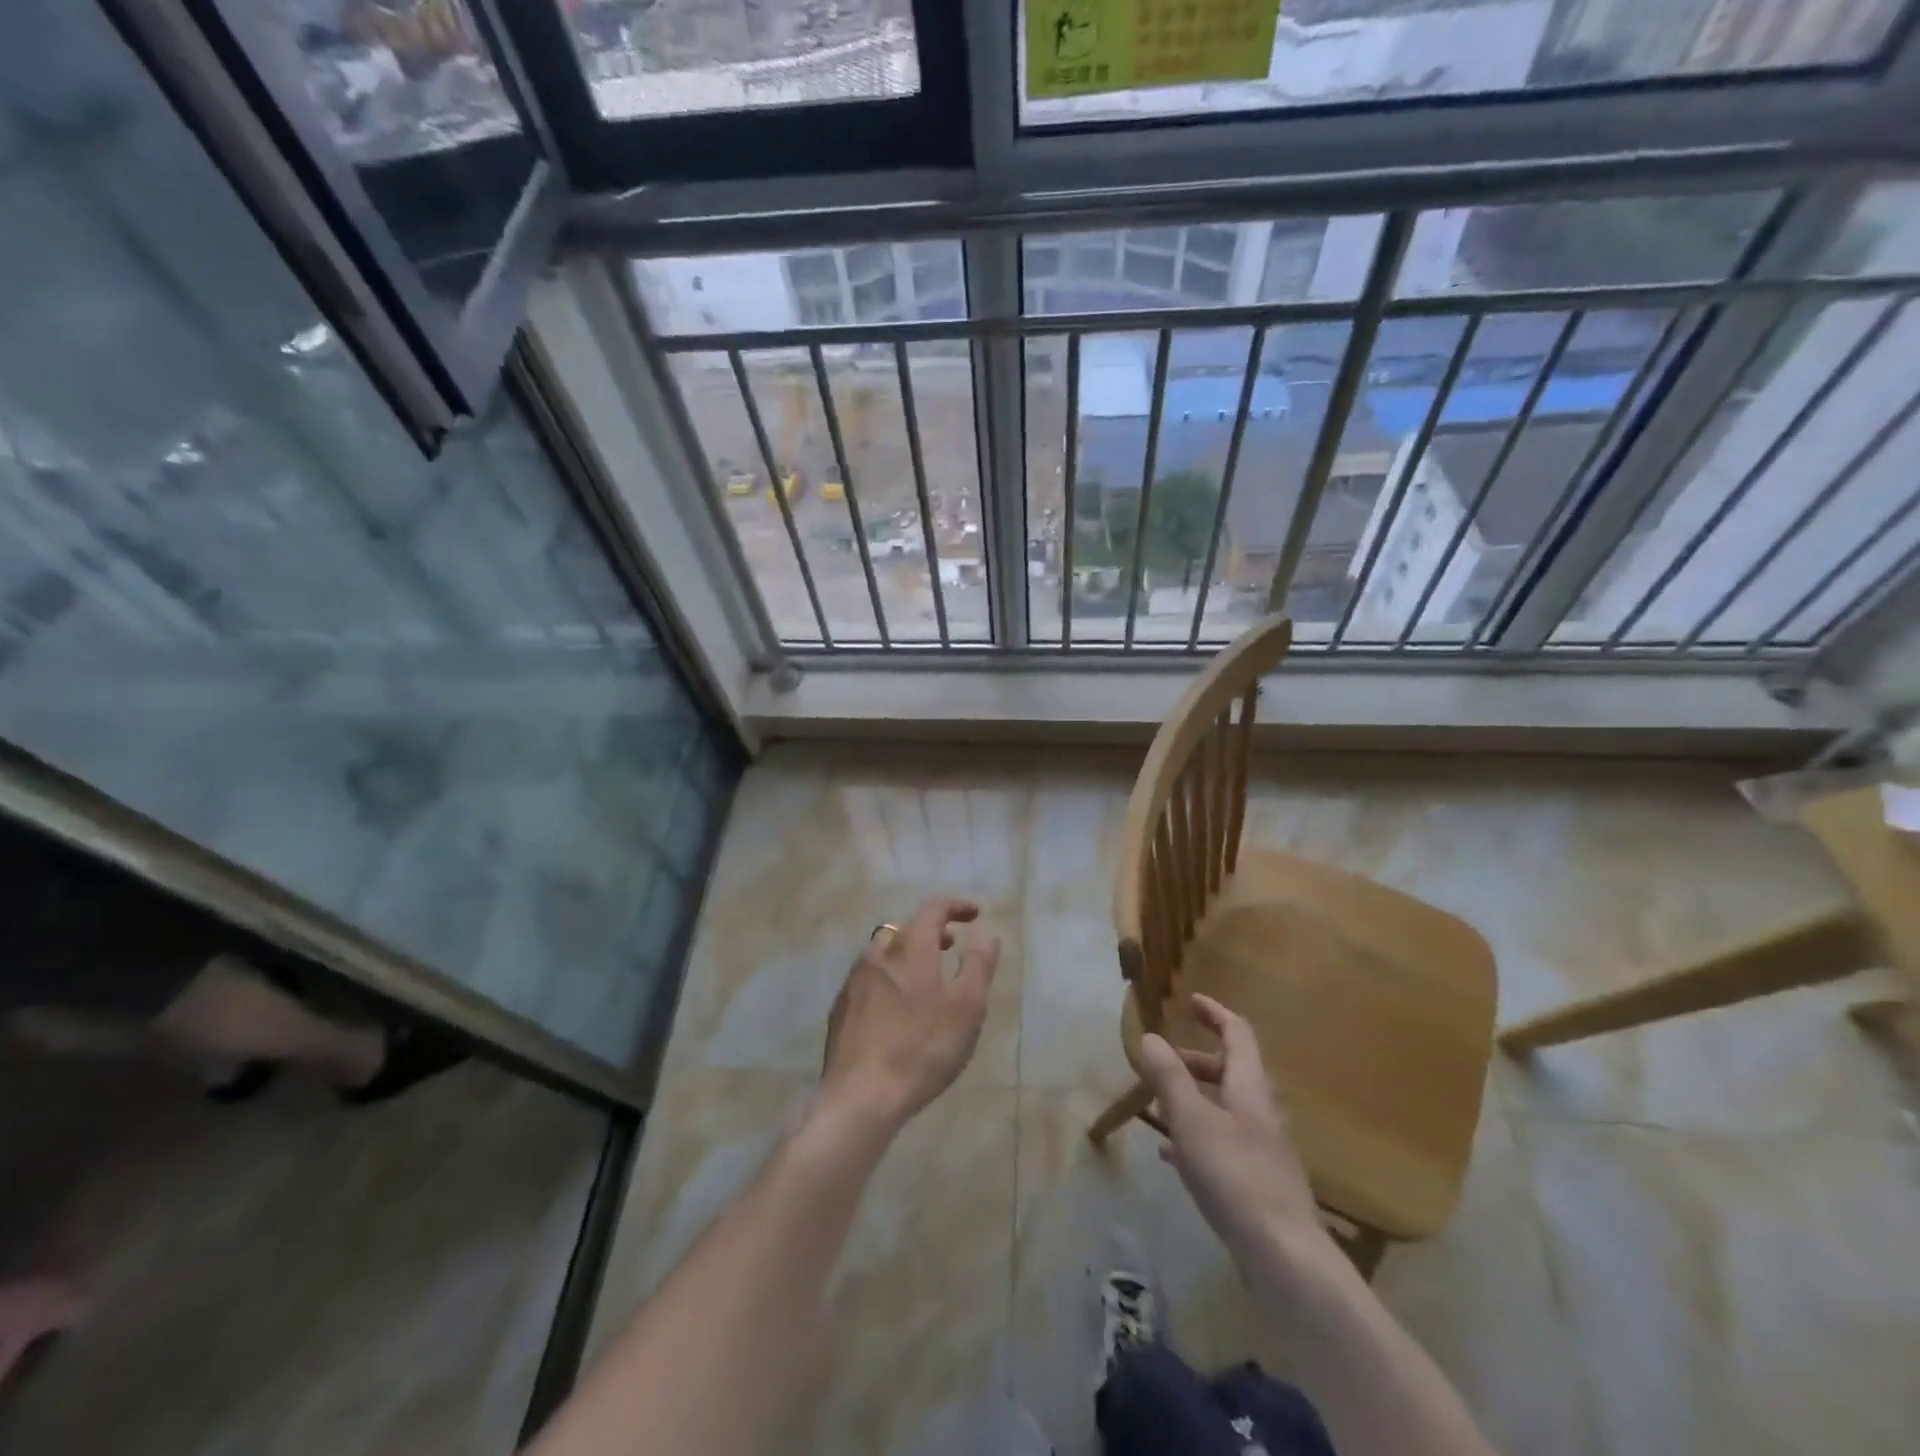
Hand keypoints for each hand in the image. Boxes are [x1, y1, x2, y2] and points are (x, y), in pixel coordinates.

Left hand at [818, 896, 1000, 1134]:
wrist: (860, 1097)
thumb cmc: (922, 1049)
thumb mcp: (967, 1008)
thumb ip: (978, 965)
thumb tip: (985, 933)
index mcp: (910, 949)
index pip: (933, 909)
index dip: (955, 906)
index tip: (975, 914)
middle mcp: (878, 955)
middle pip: (905, 928)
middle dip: (931, 931)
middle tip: (952, 946)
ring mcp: (854, 981)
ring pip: (883, 951)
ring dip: (907, 953)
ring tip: (926, 977)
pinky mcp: (841, 1008)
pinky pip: (869, 977)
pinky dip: (888, 976)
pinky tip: (896, 1006)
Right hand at [1137, 994, 1333, 1269]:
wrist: (1283, 1256)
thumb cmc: (1234, 1175)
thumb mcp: (1192, 1119)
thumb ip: (1169, 1077)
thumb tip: (1150, 1037)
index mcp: (1249, 1088)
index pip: (1237, 1034)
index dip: (1215, 1013)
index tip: (1191, 1001)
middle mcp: (1260, 1112)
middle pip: (1230, 1071)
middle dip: (1194, 1061)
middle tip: (1161, 1063)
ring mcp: (1261, 1149)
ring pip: (1223, 1108)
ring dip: (1193, 1098)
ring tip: (1158, 1106)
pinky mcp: (1256, 1182)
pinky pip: (1221, 1142)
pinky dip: (1196, 1135)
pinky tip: (1172, 1155)